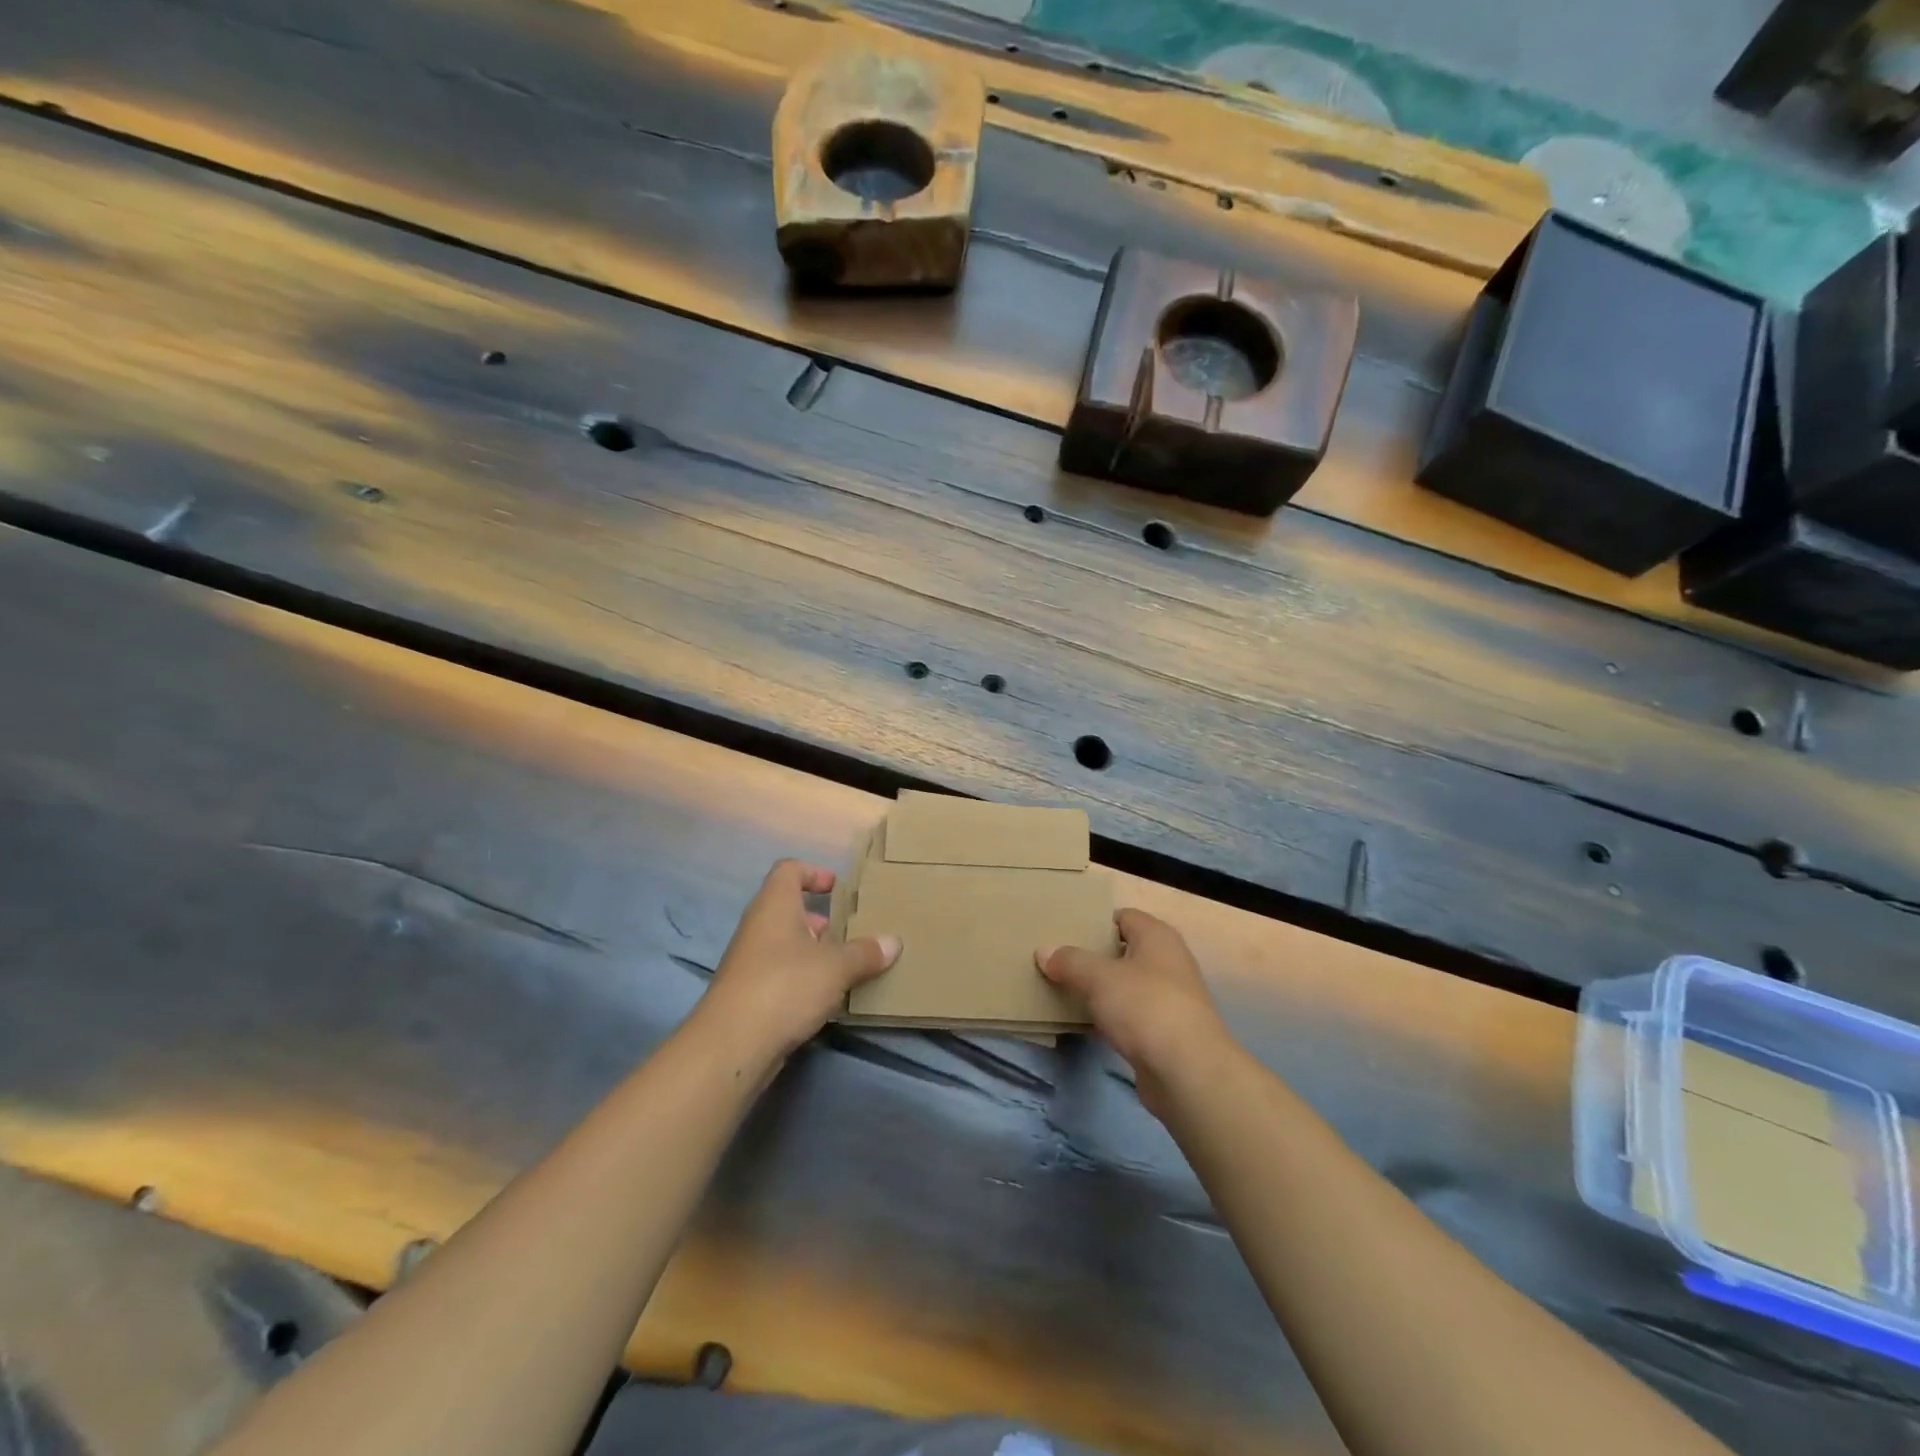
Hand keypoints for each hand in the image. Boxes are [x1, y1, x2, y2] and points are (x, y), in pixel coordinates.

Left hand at [700, 859, 899, 1062]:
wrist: (731, 1046)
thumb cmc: (785, 986)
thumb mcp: (836, 967)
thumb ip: (865, 953)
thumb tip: (893, 942)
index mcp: (775, 905)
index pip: (789, 870)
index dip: (814, 872)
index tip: (838, 888)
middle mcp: (758, 926)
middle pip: (789, 909)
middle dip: (821, 919)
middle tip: (851, 933)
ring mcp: (749, 961)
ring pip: (786, 944)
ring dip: (814, 952)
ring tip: (845, 967)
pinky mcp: (748, 993)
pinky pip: (780, 973)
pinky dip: (803, 978)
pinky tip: (826, 998)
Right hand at [1037, 909, 1228, 1118]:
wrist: (1188, 1073)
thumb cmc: (1145, 1007)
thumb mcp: (1099, 977)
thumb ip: (1070, 961)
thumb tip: (1044, 951)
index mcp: (1157, 937)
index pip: (1122, 917)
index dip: (1094, 921)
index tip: (1063, 931)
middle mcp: (1167, 961)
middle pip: (1123, 950)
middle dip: (1091, 955)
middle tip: (1055, 958)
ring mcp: (1168, 998)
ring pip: (1124, 985)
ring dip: (1098, 988)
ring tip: (1061, 987)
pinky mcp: (1163, 1032)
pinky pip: (1128, 1014)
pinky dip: (1108, 1016)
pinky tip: (1082, 1022)